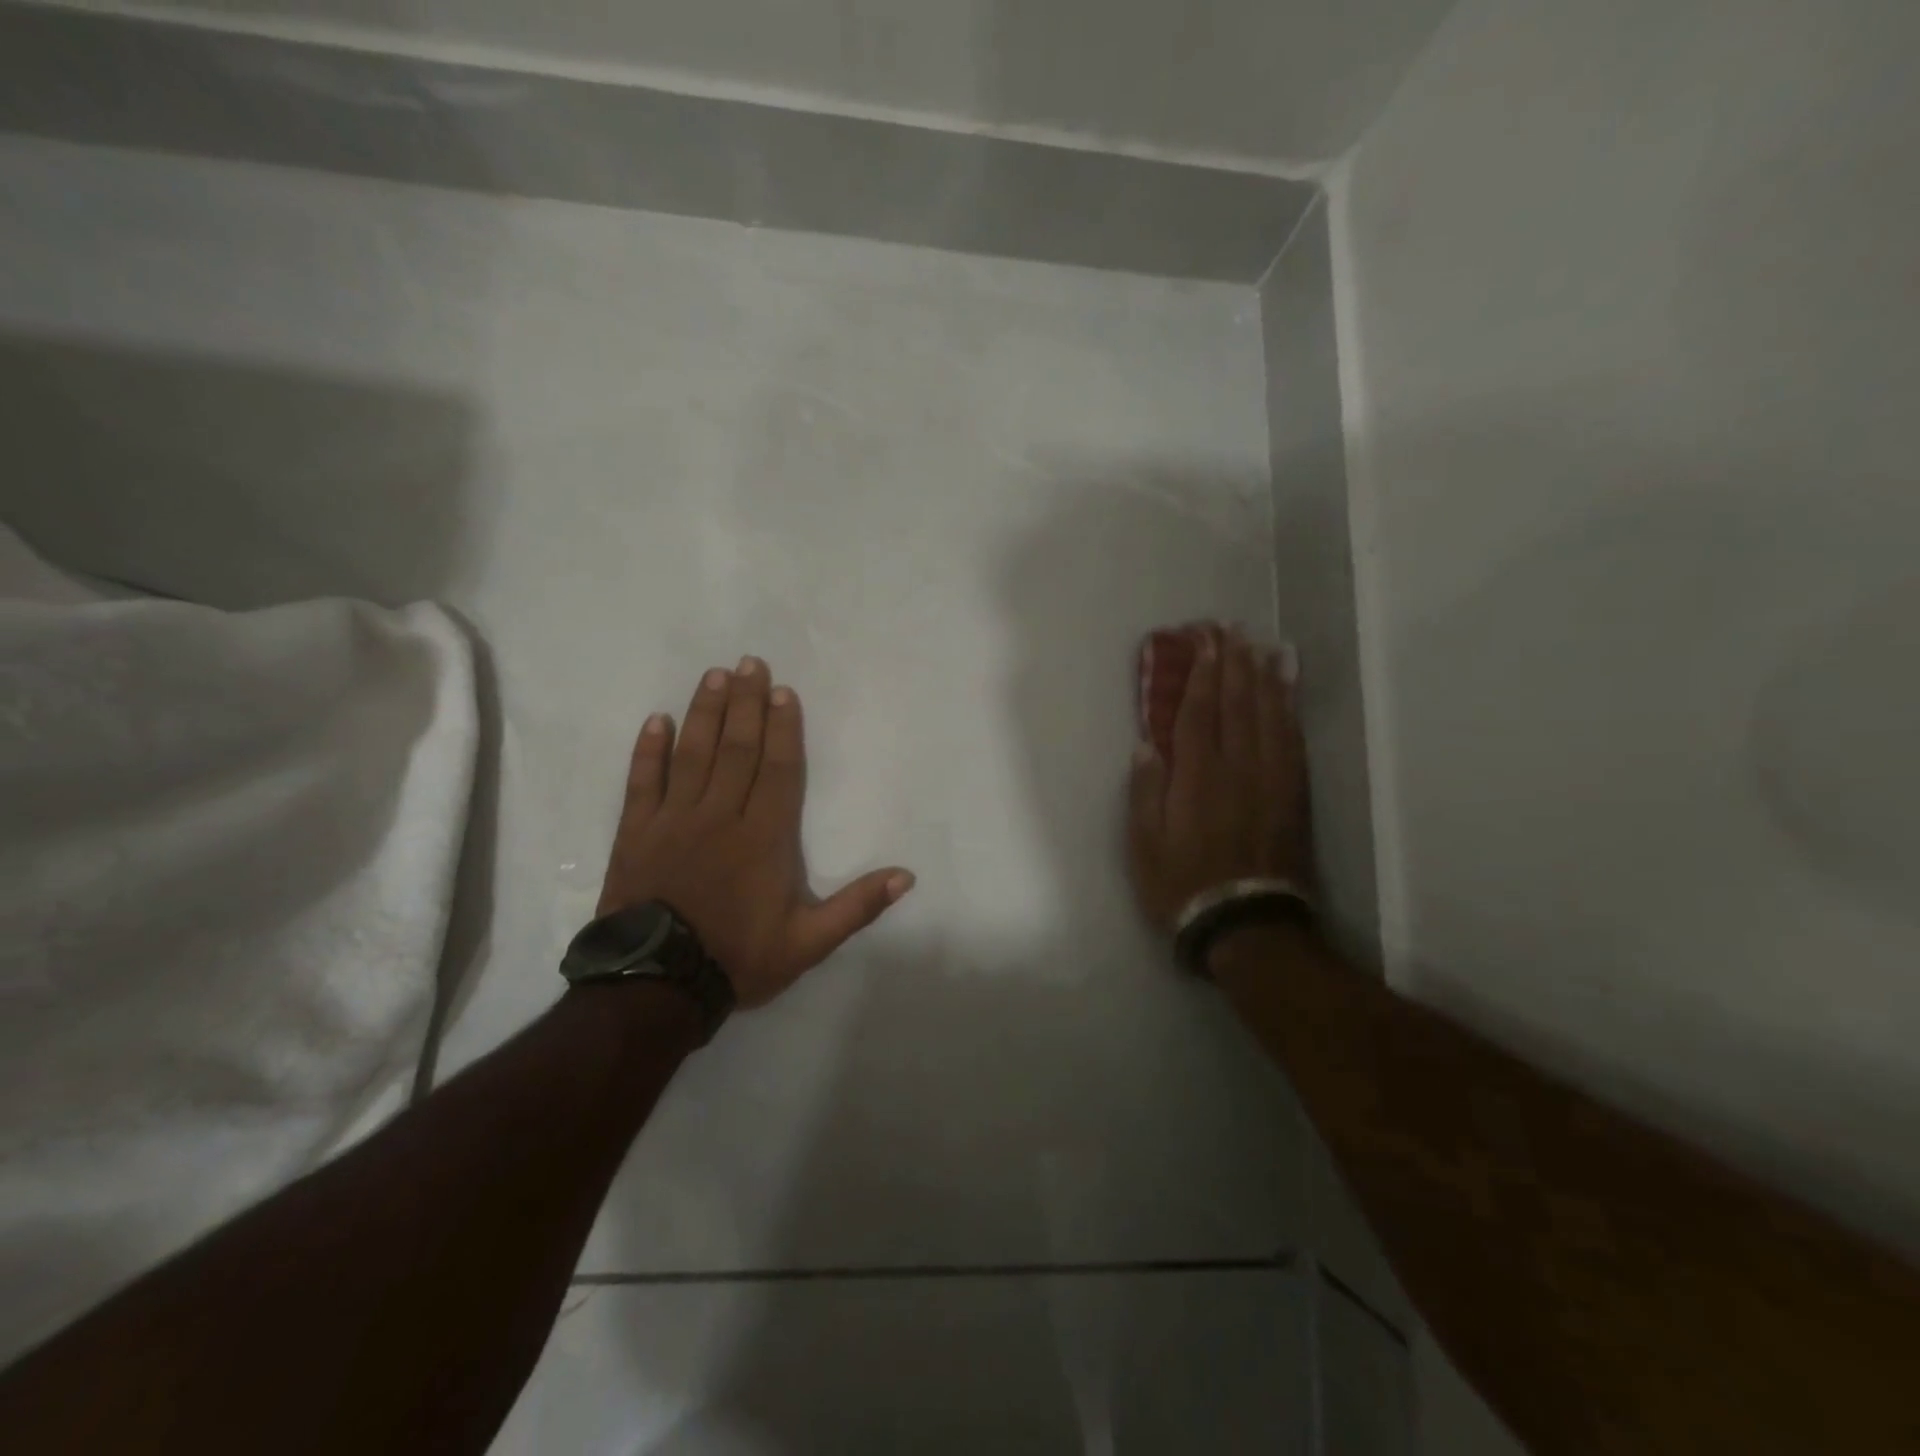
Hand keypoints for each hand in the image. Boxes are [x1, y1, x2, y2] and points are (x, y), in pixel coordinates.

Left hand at [597, 657, 914, 1007]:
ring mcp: (675, 820)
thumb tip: (907, 876)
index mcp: (764, 837)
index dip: (783, 728)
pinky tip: (656, 720)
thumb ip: (857, 906)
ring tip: (714, 676)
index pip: (778, 769)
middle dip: (745, 703)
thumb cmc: (738, 959)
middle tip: (749, 662)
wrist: (656, 986)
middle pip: (737, 748)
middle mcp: (721, 816)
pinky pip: (642, 781)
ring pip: (692, 754)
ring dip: (704, 712)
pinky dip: (648, 750)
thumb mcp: (808, 943)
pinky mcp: (637, 832)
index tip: (782, 691)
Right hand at [1127, 626, 1312, 935]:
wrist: (1246, 925)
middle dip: (1234, 664)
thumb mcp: (1144, 845)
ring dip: (1265, 679)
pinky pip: (1293, 743)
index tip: (1205, 641)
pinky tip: (1288, 695)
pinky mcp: (1293, 797)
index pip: (1200, 713)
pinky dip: (1290, 712)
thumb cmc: (1183, 885)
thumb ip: (1145, 792)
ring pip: (1271, 718)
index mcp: (1197, 778)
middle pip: (1238, 705)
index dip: (1203, 674)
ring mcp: (1271, 781)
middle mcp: (1238, 769)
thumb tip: (1146, 746)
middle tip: (1232, 630)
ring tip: (1262, 648)